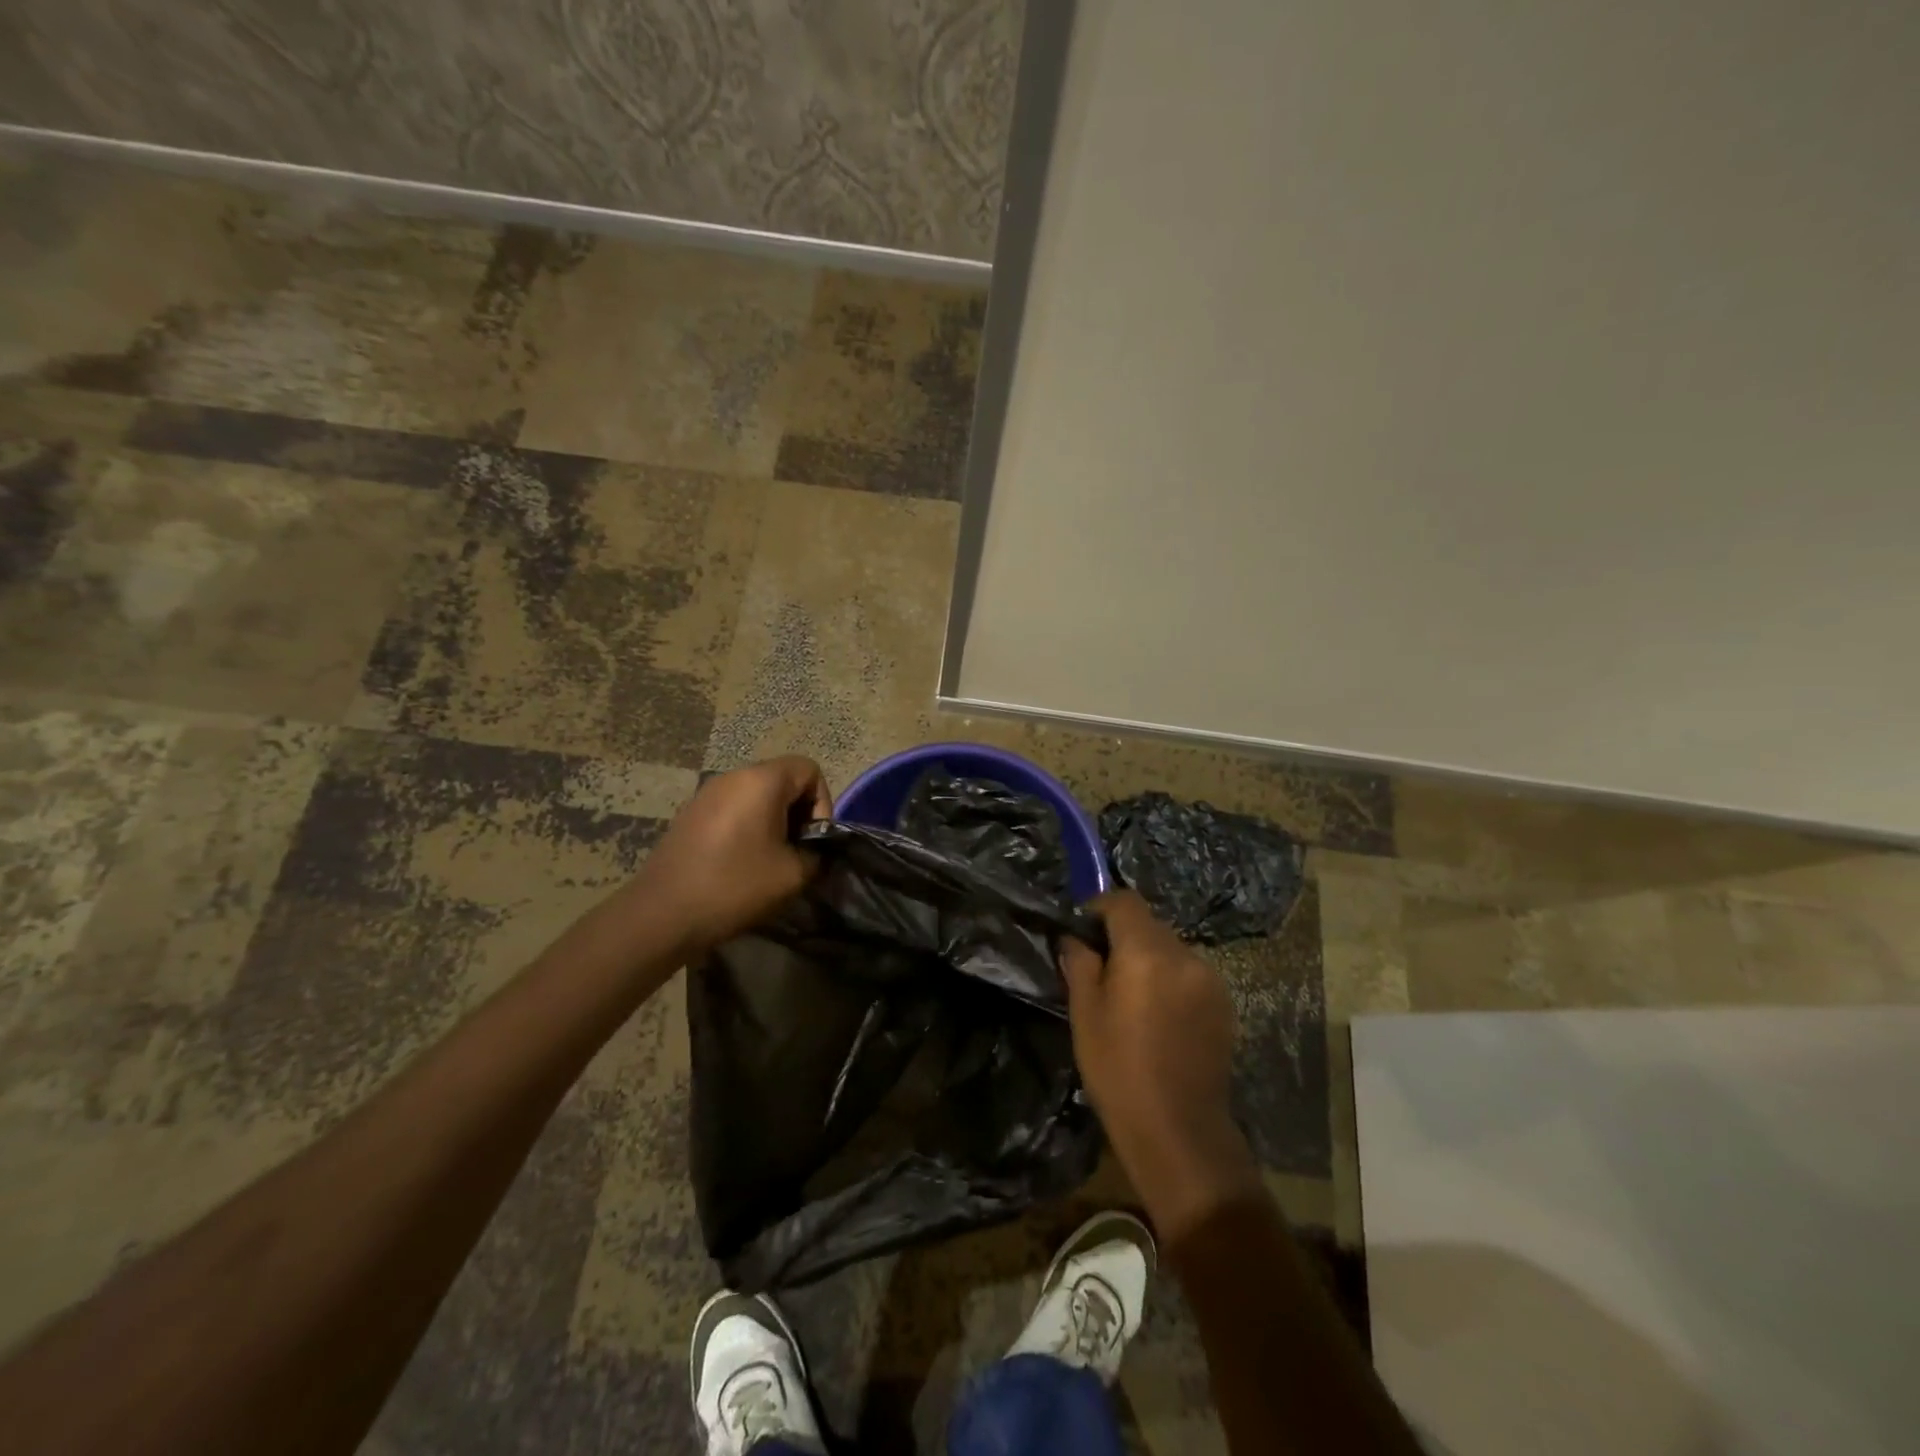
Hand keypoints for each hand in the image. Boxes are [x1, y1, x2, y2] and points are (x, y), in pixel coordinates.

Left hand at [631, 756, 832, 954]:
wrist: (662, 915)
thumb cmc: (735, 886)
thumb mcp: (793, 875)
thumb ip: (816, 854)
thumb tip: (813, 851)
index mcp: (761, 781)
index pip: (809, 770)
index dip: (822, 803)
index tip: (813, 840)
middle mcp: (732, 776)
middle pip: (782, 780)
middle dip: (797, 814)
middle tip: (795, 853)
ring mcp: (706, 794)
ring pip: (756, 796)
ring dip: (772, 823)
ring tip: (769, 861)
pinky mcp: (689, 815)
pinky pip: (732, 810)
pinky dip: (746, 829)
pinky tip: (739, 864)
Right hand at [1061, 891, 1261, 1239]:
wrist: (1179, 1130)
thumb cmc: (1119, 1070)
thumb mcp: (1085, 1014)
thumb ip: (1079, 964)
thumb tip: (1075, 938)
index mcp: (1147, 952)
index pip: (1124, 901)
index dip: (1099, 908)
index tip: (1082, 931)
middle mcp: (1184, 955)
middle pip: (1149, 924)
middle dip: (1123, 936)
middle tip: (1101, 969)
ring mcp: (1210, 979)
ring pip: (1171, 950)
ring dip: (1149, 959)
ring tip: (1131, 997)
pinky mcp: (1224, 1004)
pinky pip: (1189, 974)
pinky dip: (1170, 980)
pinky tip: (1159, 1017)